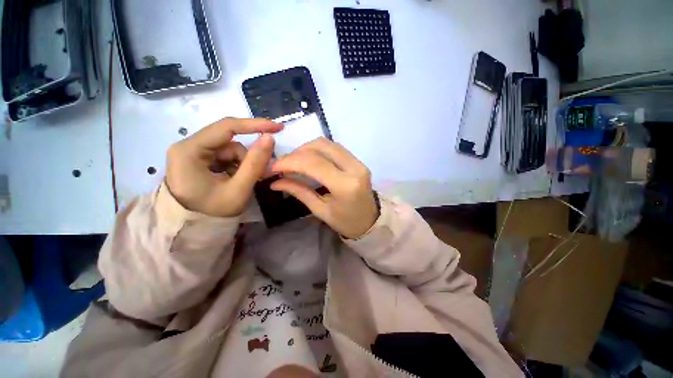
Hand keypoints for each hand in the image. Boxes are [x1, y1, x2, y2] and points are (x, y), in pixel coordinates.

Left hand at [166, 118, 282, 216]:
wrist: (192, 230)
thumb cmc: (212, 213)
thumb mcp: (238, 189)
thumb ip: (255, 163)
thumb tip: (270, 138)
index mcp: (190, 150)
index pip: (227, 127)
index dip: (255, 124)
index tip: (278, 127)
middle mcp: (188, 146)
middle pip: (230, 141)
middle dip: (249, 157)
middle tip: (263, 173)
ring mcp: (193, 153)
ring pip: (230, 150)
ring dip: (244, 164)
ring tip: (246, 182)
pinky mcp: (199, 160)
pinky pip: (226, 157)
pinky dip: (237, 167)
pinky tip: (238, 180)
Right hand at [270, 138, 378, 238]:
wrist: (370, 221)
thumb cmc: (345, 222)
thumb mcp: (320, 210)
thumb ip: (300, 192)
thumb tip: (275, 181)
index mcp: (345, 185)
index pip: (314, 164)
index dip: (290, 161)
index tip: (273, 167)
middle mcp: (354, 168)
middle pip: (320, 146)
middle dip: (297, 152)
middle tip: (284, 164)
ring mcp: (358, 162)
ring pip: (328, 143)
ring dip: (307, 148)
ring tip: (295, 162)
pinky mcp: (358, 161)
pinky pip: (335, 147)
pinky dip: (318, 150)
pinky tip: (309, 160)